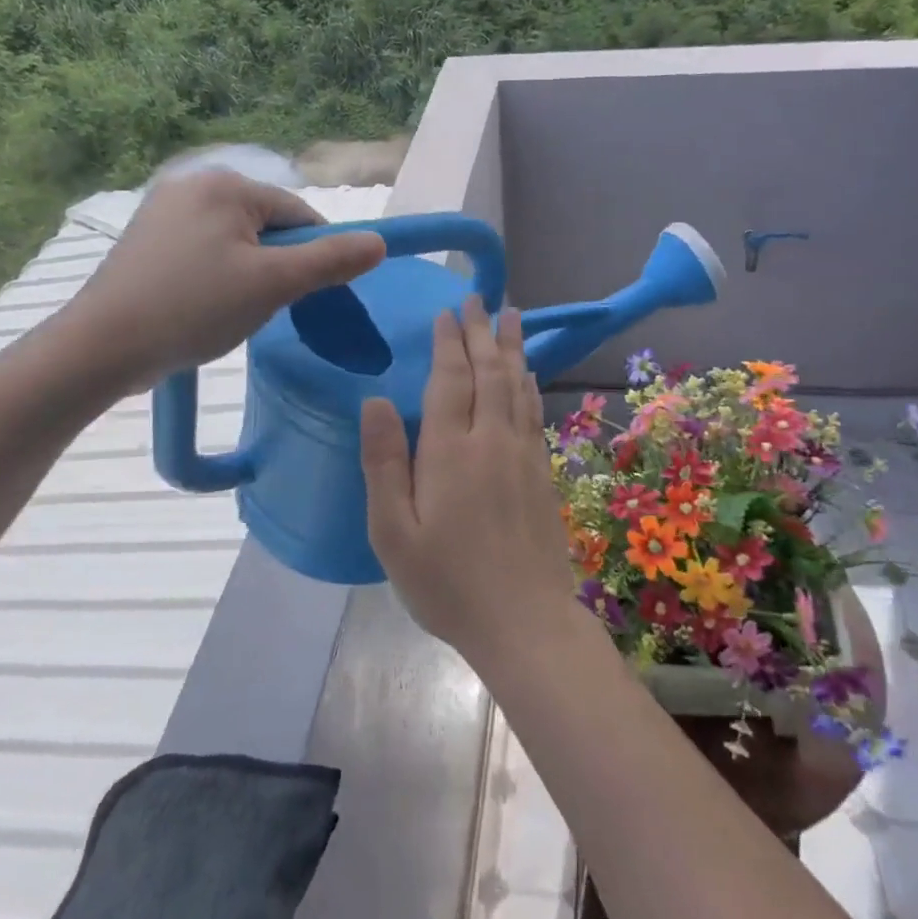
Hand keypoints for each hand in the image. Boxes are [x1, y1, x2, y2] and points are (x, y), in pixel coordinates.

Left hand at [58, 168, 385, 392]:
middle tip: (263, 307)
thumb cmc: (194, 308)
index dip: (315, 255)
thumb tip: (380, 243)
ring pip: (238, 242)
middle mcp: (193, 184)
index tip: (309, 295)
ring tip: (231, 311)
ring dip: (250, 274)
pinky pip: (207, 251)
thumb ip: (330, 261)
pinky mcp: (147, 238)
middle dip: (278, 266)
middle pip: (268, 226)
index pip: (299, 213)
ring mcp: (164, 210)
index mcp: (226, 185)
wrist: (102, 347)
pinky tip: (205, 306)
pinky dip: (219, 277)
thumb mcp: (273, 285)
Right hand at [360, 297, 575, 659]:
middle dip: (481, 331)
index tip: (448, 311)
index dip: (449, 342)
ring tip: (512, 315)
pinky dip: (530, 383)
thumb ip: (383, 462)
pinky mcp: (542, 472)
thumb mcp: (392, 532)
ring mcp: (523, 454)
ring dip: (512, 347)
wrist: (524, 620)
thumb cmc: (447, 582)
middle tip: (479, 298)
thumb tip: (374, 400)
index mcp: (450, 451)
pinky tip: (529, 374)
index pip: (451, 379)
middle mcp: (491, 440)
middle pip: (488, 372)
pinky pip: (534, 412)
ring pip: (517, 385)